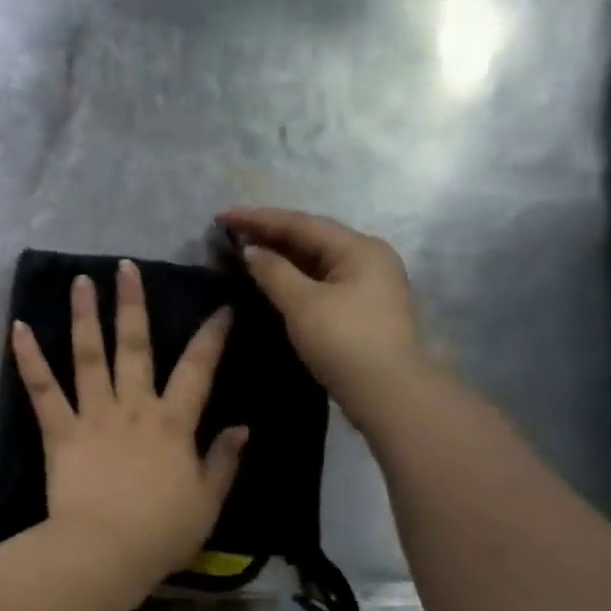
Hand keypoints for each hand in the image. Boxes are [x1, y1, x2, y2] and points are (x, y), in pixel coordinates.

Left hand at [10, 261, 247, 582]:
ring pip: (89, 355)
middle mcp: (133, 407)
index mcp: (172, 423)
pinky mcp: (59, 431)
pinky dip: (28, 358)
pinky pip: (42, 389)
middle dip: (132, 304)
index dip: (211, 336)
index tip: (220, 307)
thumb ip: (224, 460)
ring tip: (80, 281)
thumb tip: (242, 426)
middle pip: (135, 346)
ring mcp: (93, 415)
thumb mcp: (208, 501)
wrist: (106, 551)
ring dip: (84, 315)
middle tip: (126, 267)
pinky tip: (16, 327)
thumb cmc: (161, 532)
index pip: (198, 369)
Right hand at [218, 207, 428, 421]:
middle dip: (269, 233)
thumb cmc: (345, 341)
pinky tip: (271, 279)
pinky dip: (293, 275)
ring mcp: (367, 284)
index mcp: (358, 248)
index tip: (221, 216)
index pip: (300, 223)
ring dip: (280, 255)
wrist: (389, 393)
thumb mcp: (303, 304)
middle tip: (230, 232)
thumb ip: (273, 272)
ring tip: (245, 251)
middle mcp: (368, 258)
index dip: (258, 218)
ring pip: (315, 260)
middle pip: (311, 237)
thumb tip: (250, 251)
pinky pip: (320, 279)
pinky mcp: (361, 308)